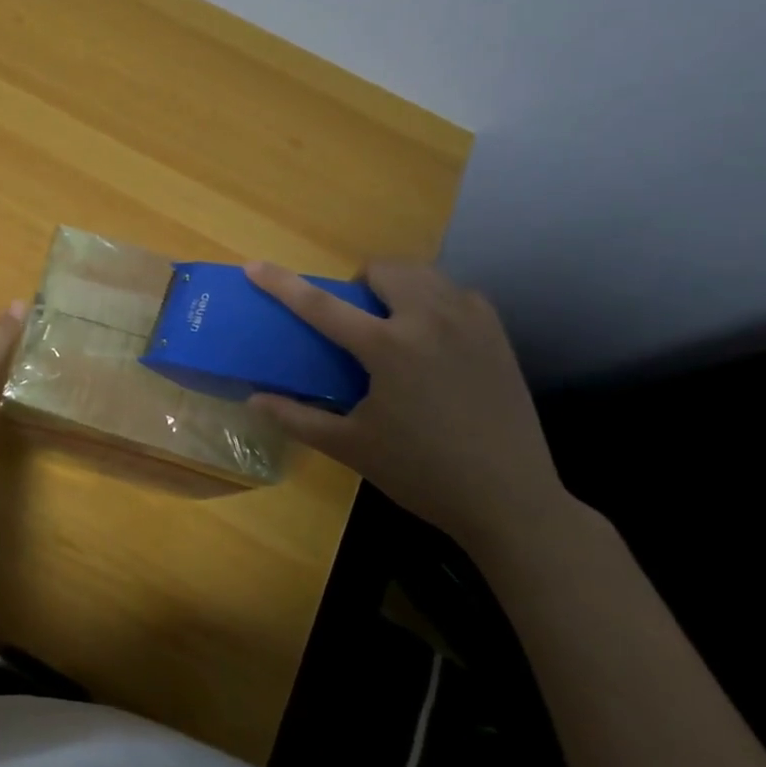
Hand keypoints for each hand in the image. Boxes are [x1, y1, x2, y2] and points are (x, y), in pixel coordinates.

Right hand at [246, 262, 570, 557]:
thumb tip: (254, 400)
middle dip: (360, 282)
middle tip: (356, 319)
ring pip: (423, 274)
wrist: (511, 501)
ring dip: (398, 287)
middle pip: (384, 269)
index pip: (321, 305)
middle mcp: (429, 321)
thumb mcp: (351, 448)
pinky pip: (456, 293)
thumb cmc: (422, 474)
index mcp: (388, 348)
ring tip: (394, 324)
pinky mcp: (497, 334)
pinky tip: (432, 338)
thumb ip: (298, 418)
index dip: (283, 284)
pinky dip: (434, 301)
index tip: (254, 266)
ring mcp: (469, 323)